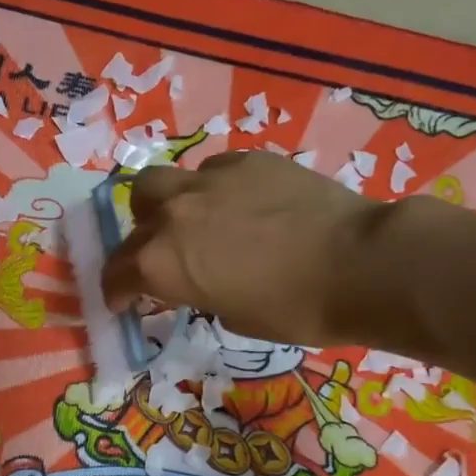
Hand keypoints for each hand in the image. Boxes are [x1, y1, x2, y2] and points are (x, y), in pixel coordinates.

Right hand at [102, 151, 394, 345]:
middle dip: (139, 236)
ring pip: (168, 180)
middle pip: (135, 211)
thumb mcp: (231, 316)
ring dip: (170, 203)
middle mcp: (175, 212)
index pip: (118, 273)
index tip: (123, 302)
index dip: (117, 291)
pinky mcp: (249, 160)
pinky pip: (214, 170)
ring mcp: (211, 178)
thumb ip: (198, 291)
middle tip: (161, 255)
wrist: (359, 263)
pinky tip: (242, 206)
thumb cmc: (293, 309)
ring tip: (197, 222)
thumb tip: (200, 280)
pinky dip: (215, 190)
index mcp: (162, 261)